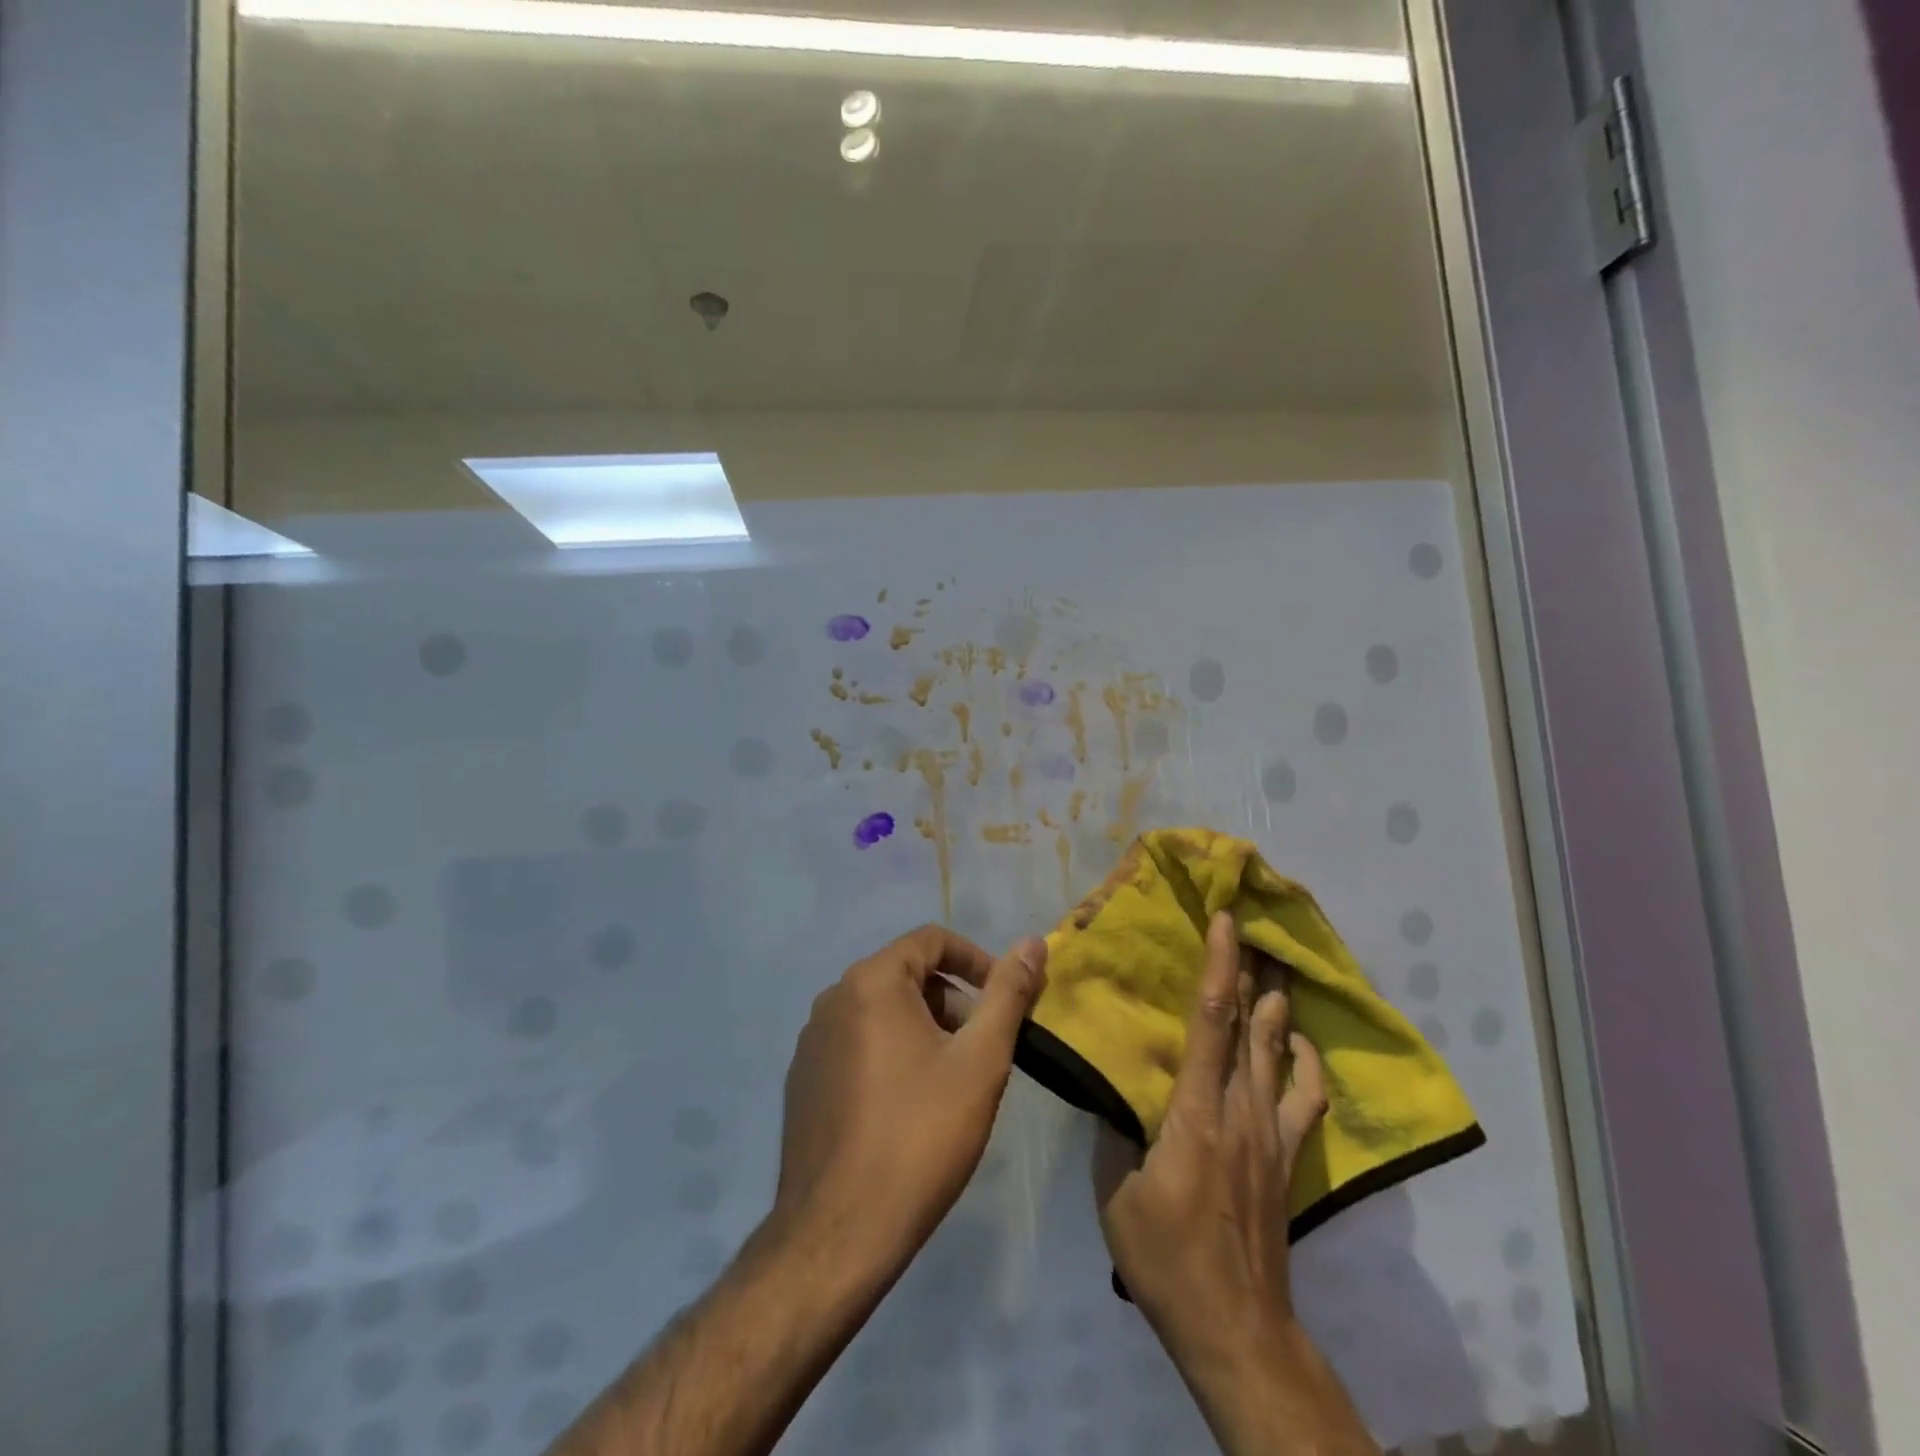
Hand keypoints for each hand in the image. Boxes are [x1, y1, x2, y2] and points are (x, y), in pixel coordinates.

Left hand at [772, 924, 1047, 1278]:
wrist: (838, 1233)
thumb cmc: (919, 1136)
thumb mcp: (979, 1060)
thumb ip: (1008, 994)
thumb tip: (1033, 941)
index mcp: (871, 981)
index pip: (932, 940)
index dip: (977, 961)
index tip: (1005, 1001)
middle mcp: (833, 998)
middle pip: (906, 975)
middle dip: (953, 1001)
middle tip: (982, 1051)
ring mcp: (812, 1040)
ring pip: (882, 1011)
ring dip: (924, 1029)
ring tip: (951, 1082)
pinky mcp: (803, 1079)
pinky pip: (857, 1044)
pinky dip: (891, 1054)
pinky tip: (907, 1108)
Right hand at [1094, 913, 1369, 1455]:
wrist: (1236, 1328)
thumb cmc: (1168, 1258)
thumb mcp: (1116, 1195)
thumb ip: (1113, 1131)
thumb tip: (1106, 1085)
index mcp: (1197, 1111)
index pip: (1212, 1021)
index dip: (1220, 966)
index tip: (1225, 921)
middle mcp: (1242, 1109)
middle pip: (1255, 1024)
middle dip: (1258, 971)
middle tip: (1259, 926)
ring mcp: (1271, 1133)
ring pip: (1279, 1052)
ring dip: (1280, 1005)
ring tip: (1280, 966)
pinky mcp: (1287, 1158)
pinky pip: (1306, 1098)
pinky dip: (1306, 1062)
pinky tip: (1300, 1042)